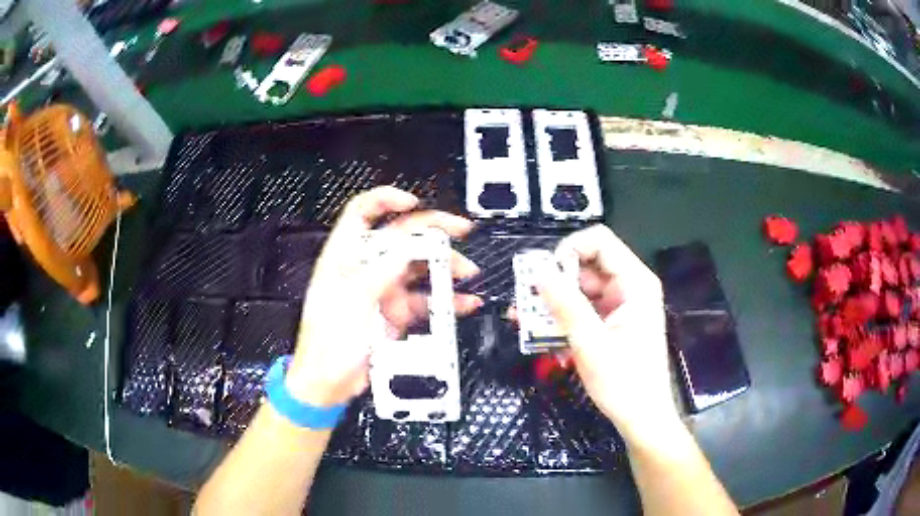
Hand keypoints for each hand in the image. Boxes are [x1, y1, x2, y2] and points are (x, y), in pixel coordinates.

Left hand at [286, 186, 481, 406]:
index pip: (362, 213)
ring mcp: (383, 291)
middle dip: (432, 231)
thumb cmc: (325, 346)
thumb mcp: (350, 304)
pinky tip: (463, 301)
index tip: (412, 202)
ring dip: (444, 267)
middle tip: (459, 230)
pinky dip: (446, 299)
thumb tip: (404, 250)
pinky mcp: (395, 313)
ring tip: (466, 271)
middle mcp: (365, 269)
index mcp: (345, 258)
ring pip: (419, 267)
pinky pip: (426, 300)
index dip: (386, 200)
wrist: (330, 383)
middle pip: (401, 237)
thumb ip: (378, 274)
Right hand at [536, 225, 679, 441]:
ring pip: (580, 288)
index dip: (569, 250)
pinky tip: (541, 334)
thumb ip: (565, 305)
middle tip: (525, 303)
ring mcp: (620, 305)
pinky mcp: (612, 322)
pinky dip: (562, 319)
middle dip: (554, 281)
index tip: (545, 277)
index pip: (599, 241)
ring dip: (553, 303)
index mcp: (635, 283)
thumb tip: (538, 272)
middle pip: (586, 264)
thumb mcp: (590, 344)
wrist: (641, 418)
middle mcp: (629, 287)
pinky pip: (582, 309)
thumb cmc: (624, 383)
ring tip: (525, 321)